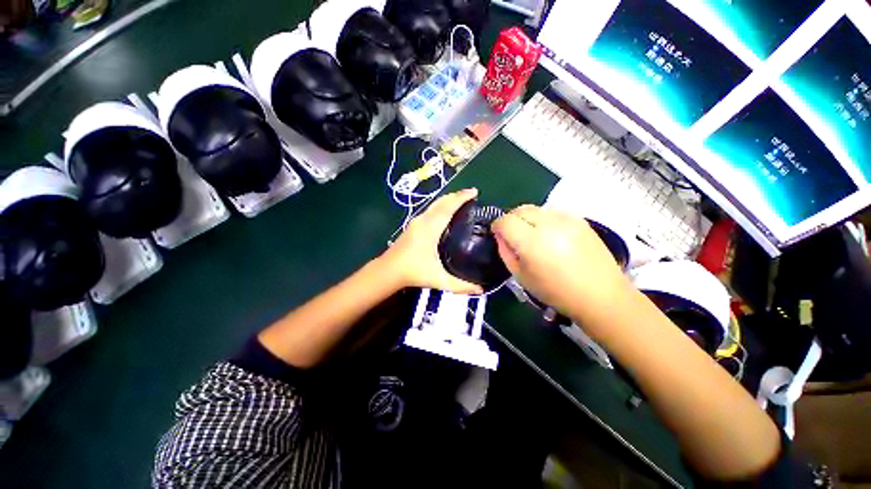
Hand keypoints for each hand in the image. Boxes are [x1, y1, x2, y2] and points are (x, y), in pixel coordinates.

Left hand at [381, 188, 484, 294]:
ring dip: (447, 200)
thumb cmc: (413, 272)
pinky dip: (440, 206)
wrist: (388, 271)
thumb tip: (480, 290)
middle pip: (441, 202)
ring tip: (460, 201)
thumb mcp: (439, 279)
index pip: (448, 207)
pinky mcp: (412, 225)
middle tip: (471, 195)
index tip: (474, 191)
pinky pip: (429, 210)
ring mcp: (416, 221)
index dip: (461, 197)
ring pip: (434, 205)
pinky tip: (444, 213)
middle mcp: (423, 220)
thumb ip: (460, 285)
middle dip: (456, 195)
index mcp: (431, 228)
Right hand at [492, 205, 631, 322]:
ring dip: (527, 218)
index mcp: (532, 242)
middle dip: (511, 219)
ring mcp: (567, 219)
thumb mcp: (521, 277)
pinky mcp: (580, 220)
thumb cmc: (556, 292)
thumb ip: (505, 252)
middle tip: (513, 234)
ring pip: (536, 209)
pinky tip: (550, 235)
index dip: (497, 226)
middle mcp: (549, 224)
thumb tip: (501, 237)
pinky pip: (553, 212)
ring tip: (532, 235)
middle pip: (520, 210)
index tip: (497, 234)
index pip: (506, 221)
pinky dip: (544, 219)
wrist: (601, 295)